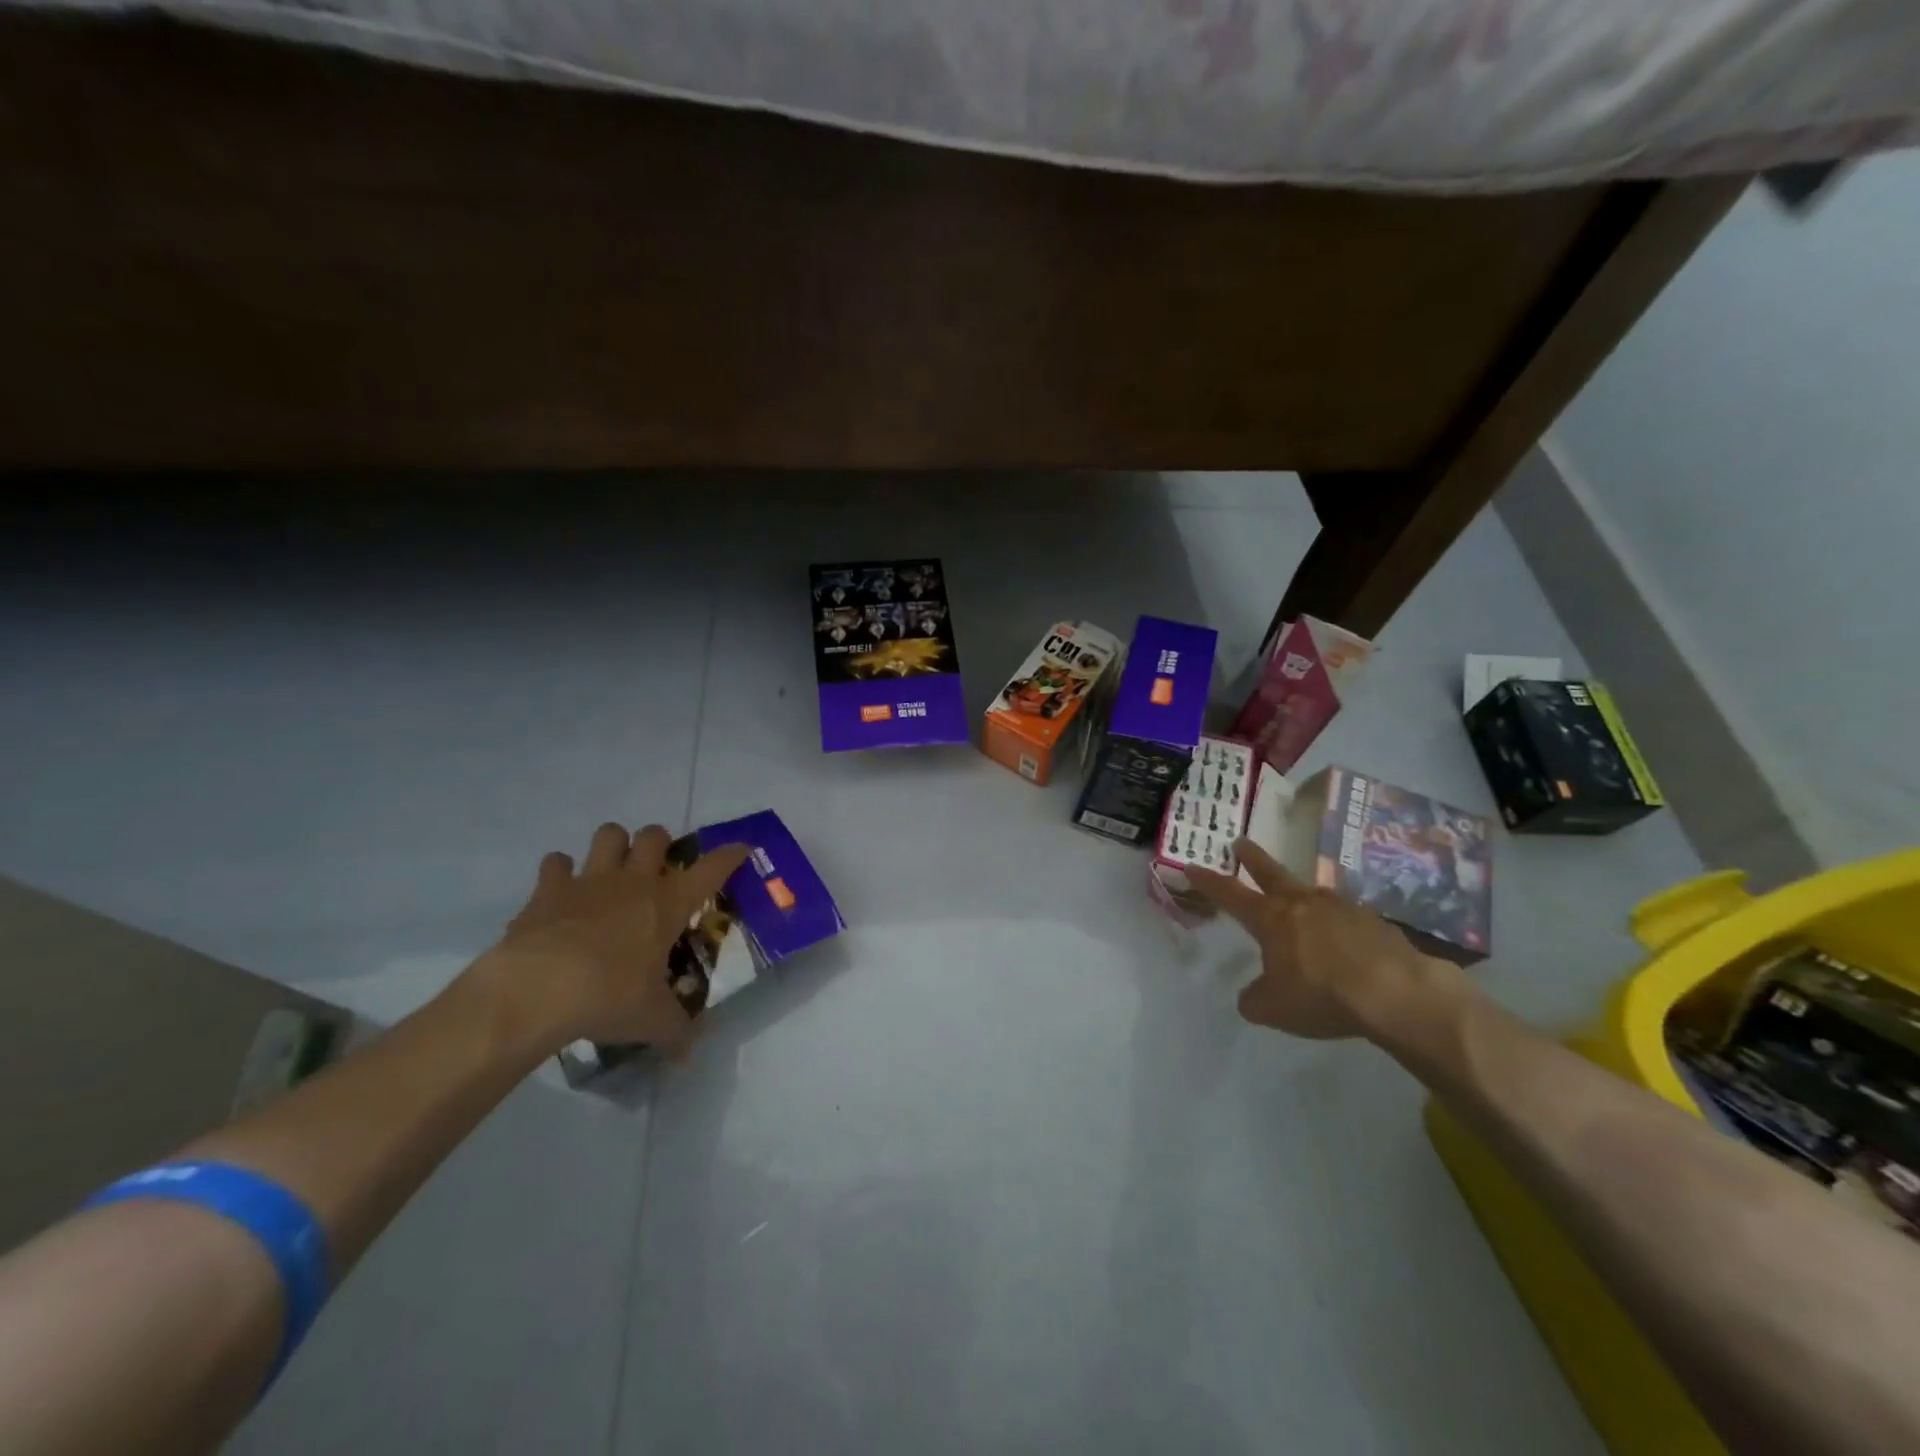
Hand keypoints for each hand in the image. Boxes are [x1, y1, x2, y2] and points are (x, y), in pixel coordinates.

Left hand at [470, 822, 749, 1058]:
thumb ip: (676, 1032)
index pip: (712, 868)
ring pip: (609, 834)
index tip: (740, 849)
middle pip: (655, 836)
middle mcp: (634, 881)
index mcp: (669, 904)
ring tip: (611, 870)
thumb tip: (690, 1056)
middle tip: (656, 869)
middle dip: (659, 844)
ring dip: (614, 846)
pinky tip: (561, 892)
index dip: (730, 855)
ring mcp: (590, 880)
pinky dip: (560, 872)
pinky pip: (556, 863)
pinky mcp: (548, 889)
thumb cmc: (608, 997)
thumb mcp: (652, 1021)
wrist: (537, 991)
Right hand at [1186, 838, 1467, 1038]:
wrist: (1397, 992)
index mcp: (1271, 919)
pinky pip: (1347, 919)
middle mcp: (1302, 904)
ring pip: (1312, 894)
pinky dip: (1339, 925)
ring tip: (1299, 902)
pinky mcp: (1375, 922)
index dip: (1208, 881)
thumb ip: (1255, 999)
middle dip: (1252, 859)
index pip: (1230, 894)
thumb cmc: (1322, 994)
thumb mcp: (1274, 1009)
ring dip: (1300, 894)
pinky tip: (1346, 943)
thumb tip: (1252, 996)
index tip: (1191, 865)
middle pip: (1271, 873)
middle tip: (1240, 842)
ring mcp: (1341, 908)